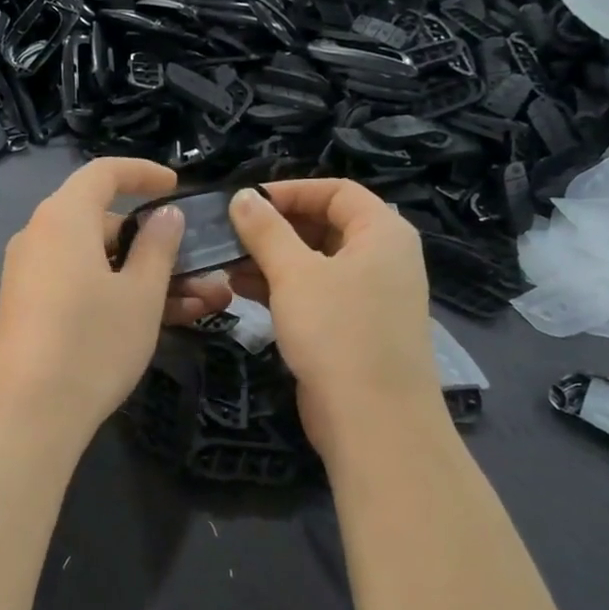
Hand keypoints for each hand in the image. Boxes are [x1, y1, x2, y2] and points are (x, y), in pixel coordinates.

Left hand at [0, 159, 232, 440]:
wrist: (30, 412)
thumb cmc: (94, 341)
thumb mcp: (141, 293)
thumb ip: (158, 246)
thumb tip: (165, 216)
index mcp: (63, 217)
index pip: (104, 173)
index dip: (143, 173)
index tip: (176, 187)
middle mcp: (39, 237)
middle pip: (102, 222)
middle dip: (154, 243)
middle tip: (196, 269)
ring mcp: (30, 274)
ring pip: (96, 260)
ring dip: (144, 276)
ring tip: (197, 303)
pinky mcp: (29, 308)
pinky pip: (79, 284)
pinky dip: (115, 293)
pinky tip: (157, 320)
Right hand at [226, 180, 443, 457]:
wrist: (372, 419)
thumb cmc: (337, 332)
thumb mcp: (295, 274)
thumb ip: (266, 231)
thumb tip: (241, 197)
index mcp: (382, 232)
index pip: (336, 191)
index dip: (290, 191)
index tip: (244, 202)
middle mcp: (382, 257)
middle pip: (325, 225)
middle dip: (275, 228)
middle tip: (229, 235)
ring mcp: (369, 295)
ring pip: (315, 262)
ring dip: (272, 260)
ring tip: (226, 264)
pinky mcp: (352, 327)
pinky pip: (315, 293)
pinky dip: (282, 288)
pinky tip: (241, 290)